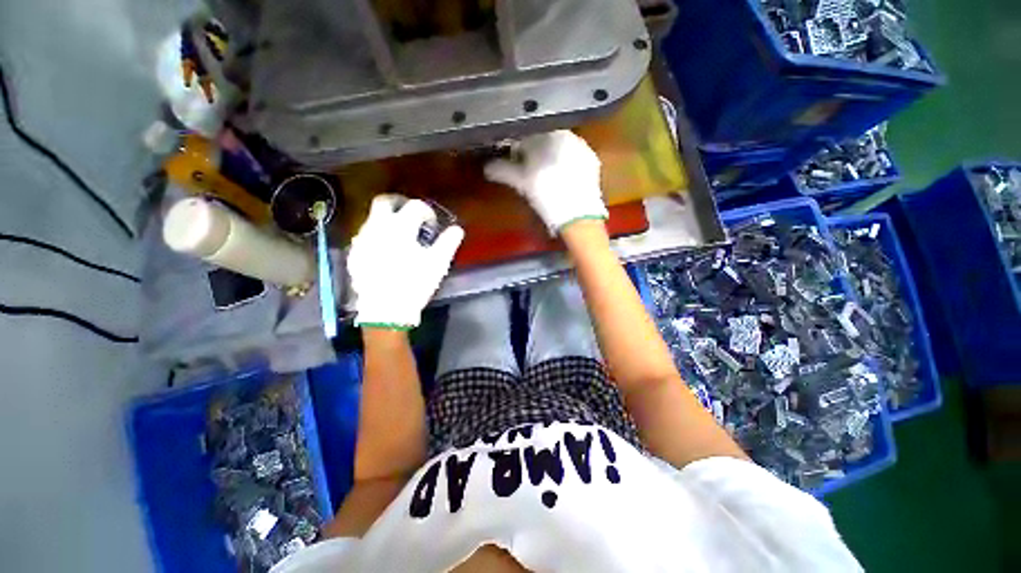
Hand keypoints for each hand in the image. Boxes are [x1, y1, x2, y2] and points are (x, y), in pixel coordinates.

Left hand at [348, 195, 464, 328]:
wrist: (385, 310)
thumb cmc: (415, 284)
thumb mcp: (438, 263)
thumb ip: (448, 242)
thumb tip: (457, 229)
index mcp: (400, 227)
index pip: (415, 206)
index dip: (427, 211)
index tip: (433, 223)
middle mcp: (377, 227)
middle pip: (384, 202)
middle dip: (399, 204)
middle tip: (412, 217)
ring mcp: (362, 241)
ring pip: (373, 219)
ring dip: (388, 221)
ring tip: (401, 237)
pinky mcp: (355, 255)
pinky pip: (365, 237)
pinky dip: (377, 237)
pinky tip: (386, 252)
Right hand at [484, 130, 607, 234]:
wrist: (578, 215)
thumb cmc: (547, 195)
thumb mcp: (522, 182)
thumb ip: (504, 170)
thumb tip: (487, 168)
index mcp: (550, 134)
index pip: (529, 134)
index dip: (518, 146)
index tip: (513, 158)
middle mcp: (570, 135)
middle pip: (546, 139)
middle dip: (534, 150)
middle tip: (526, 167)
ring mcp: (584, 149)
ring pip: (560, 148)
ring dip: (549, 157)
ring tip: (543, 175)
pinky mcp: (592, 163)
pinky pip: (574, 157)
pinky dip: (564, 164)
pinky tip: (560, 179)